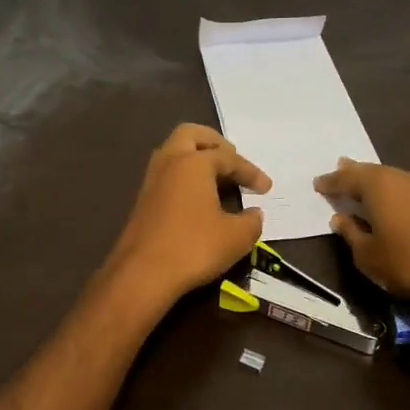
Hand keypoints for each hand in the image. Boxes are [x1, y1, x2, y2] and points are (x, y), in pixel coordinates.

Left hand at [106, 124, 270, 301]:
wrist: (143, 274)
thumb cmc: (194, 248)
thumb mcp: (236, 237)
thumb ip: (251, 221)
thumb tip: (254, 214)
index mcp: (193, 162)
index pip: (228, 158)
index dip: (250, 172)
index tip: (266, 188)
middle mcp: (169, 162)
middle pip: (191, 135)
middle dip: (214, 143)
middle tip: (232, 160)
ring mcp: (151, 180)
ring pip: (174, 153)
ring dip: (196, 158)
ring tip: (217, 177)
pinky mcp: (143, 200)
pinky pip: (167, 174)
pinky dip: (185, 177)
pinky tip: (198, 198)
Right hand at [314, 158, 409, 306]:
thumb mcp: (370, 257)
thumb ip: (352, 235)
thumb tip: (341, 219)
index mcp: (379, 186)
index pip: (346, 178)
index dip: (330, 182)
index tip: (318, 184)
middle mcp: (403, 177)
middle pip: (372, 172)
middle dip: (354, 173)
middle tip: (341, 169)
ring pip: (395, 179)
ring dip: (378, 183)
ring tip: (367, 186)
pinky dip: (398, 194)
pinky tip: (397, 203)